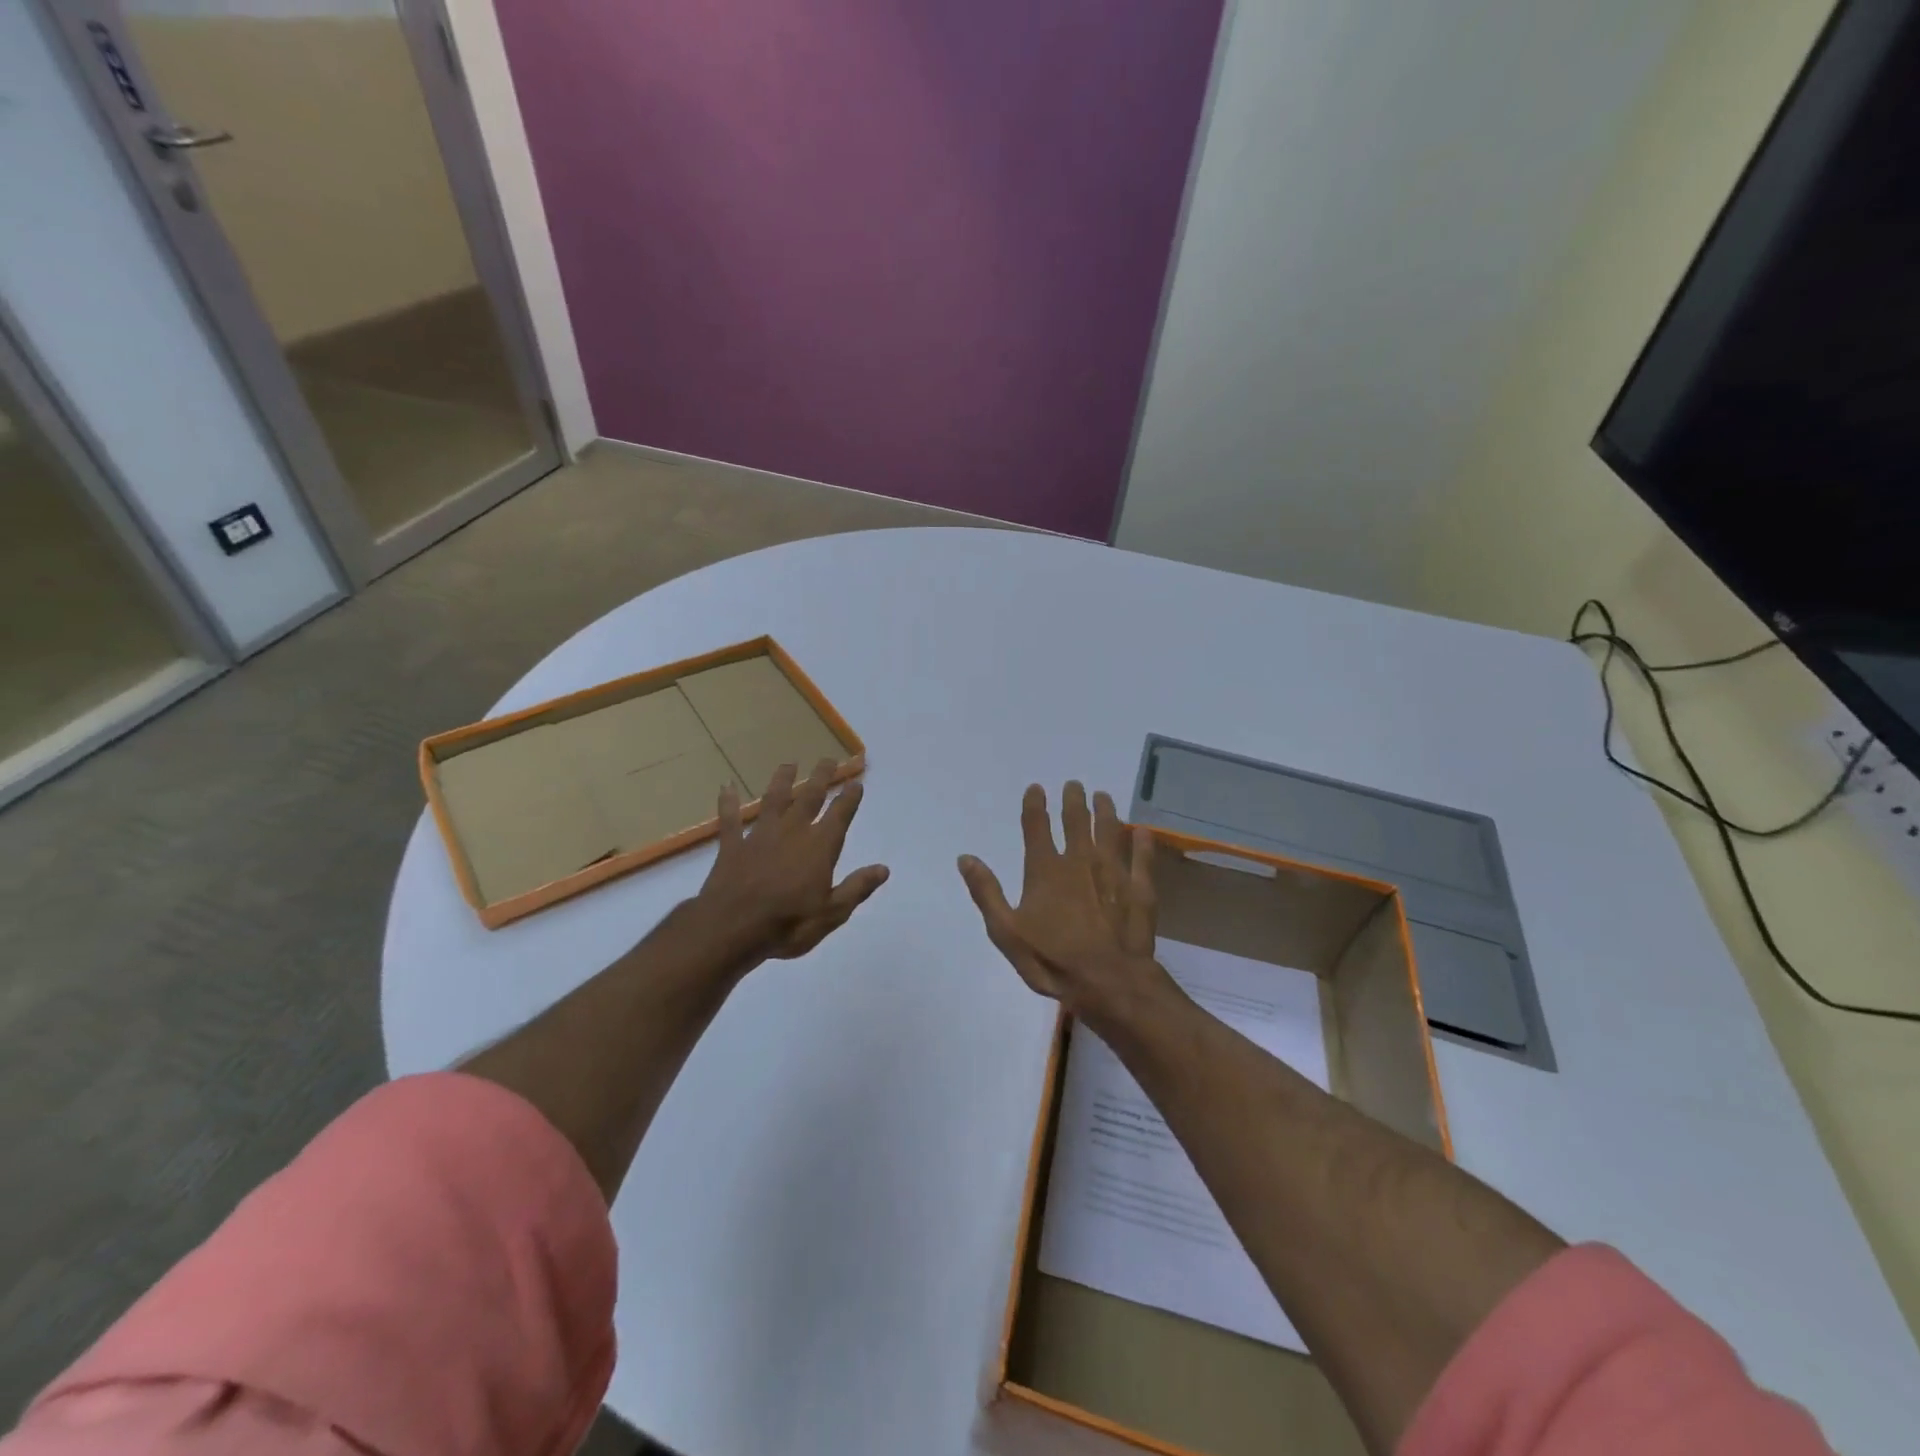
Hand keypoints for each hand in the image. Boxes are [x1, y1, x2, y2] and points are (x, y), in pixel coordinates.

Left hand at [698, 759, 889, 962]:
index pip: (840, 815)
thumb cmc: (788, 924)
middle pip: (809, 798)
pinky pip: (731, 820)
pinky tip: (726, 787)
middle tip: (828, 760)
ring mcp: (760, 836)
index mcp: (820, 847)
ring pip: (774, 801)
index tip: (856, 783)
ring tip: (789, 764)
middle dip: (821, 778)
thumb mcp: (832, 913)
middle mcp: (792, 832)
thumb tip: (883, 869)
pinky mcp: (732, 846)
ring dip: (782, 781)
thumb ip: (856, 887)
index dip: (849, 798)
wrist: (732, 928)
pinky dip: (728, 803)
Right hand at [958, 782, 1168, 1025]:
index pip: (1036, 826)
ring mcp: (1113, 872)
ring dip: (1106, 811)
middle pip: (1076, 821)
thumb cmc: (1052, 960)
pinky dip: (1143, 842)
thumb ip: (986, 892)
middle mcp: (1080, 861)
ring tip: (1103, 797)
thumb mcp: (1006, 931)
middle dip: (1073, 800)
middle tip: (1074, 785)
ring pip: (1110, 831)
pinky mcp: (1140, 888)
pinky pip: (1142, 858)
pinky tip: (1144, 831)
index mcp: (1045, 870)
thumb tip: (965, 857)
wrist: (1108, 982)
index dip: (1035, 804)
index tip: (1037, 788)